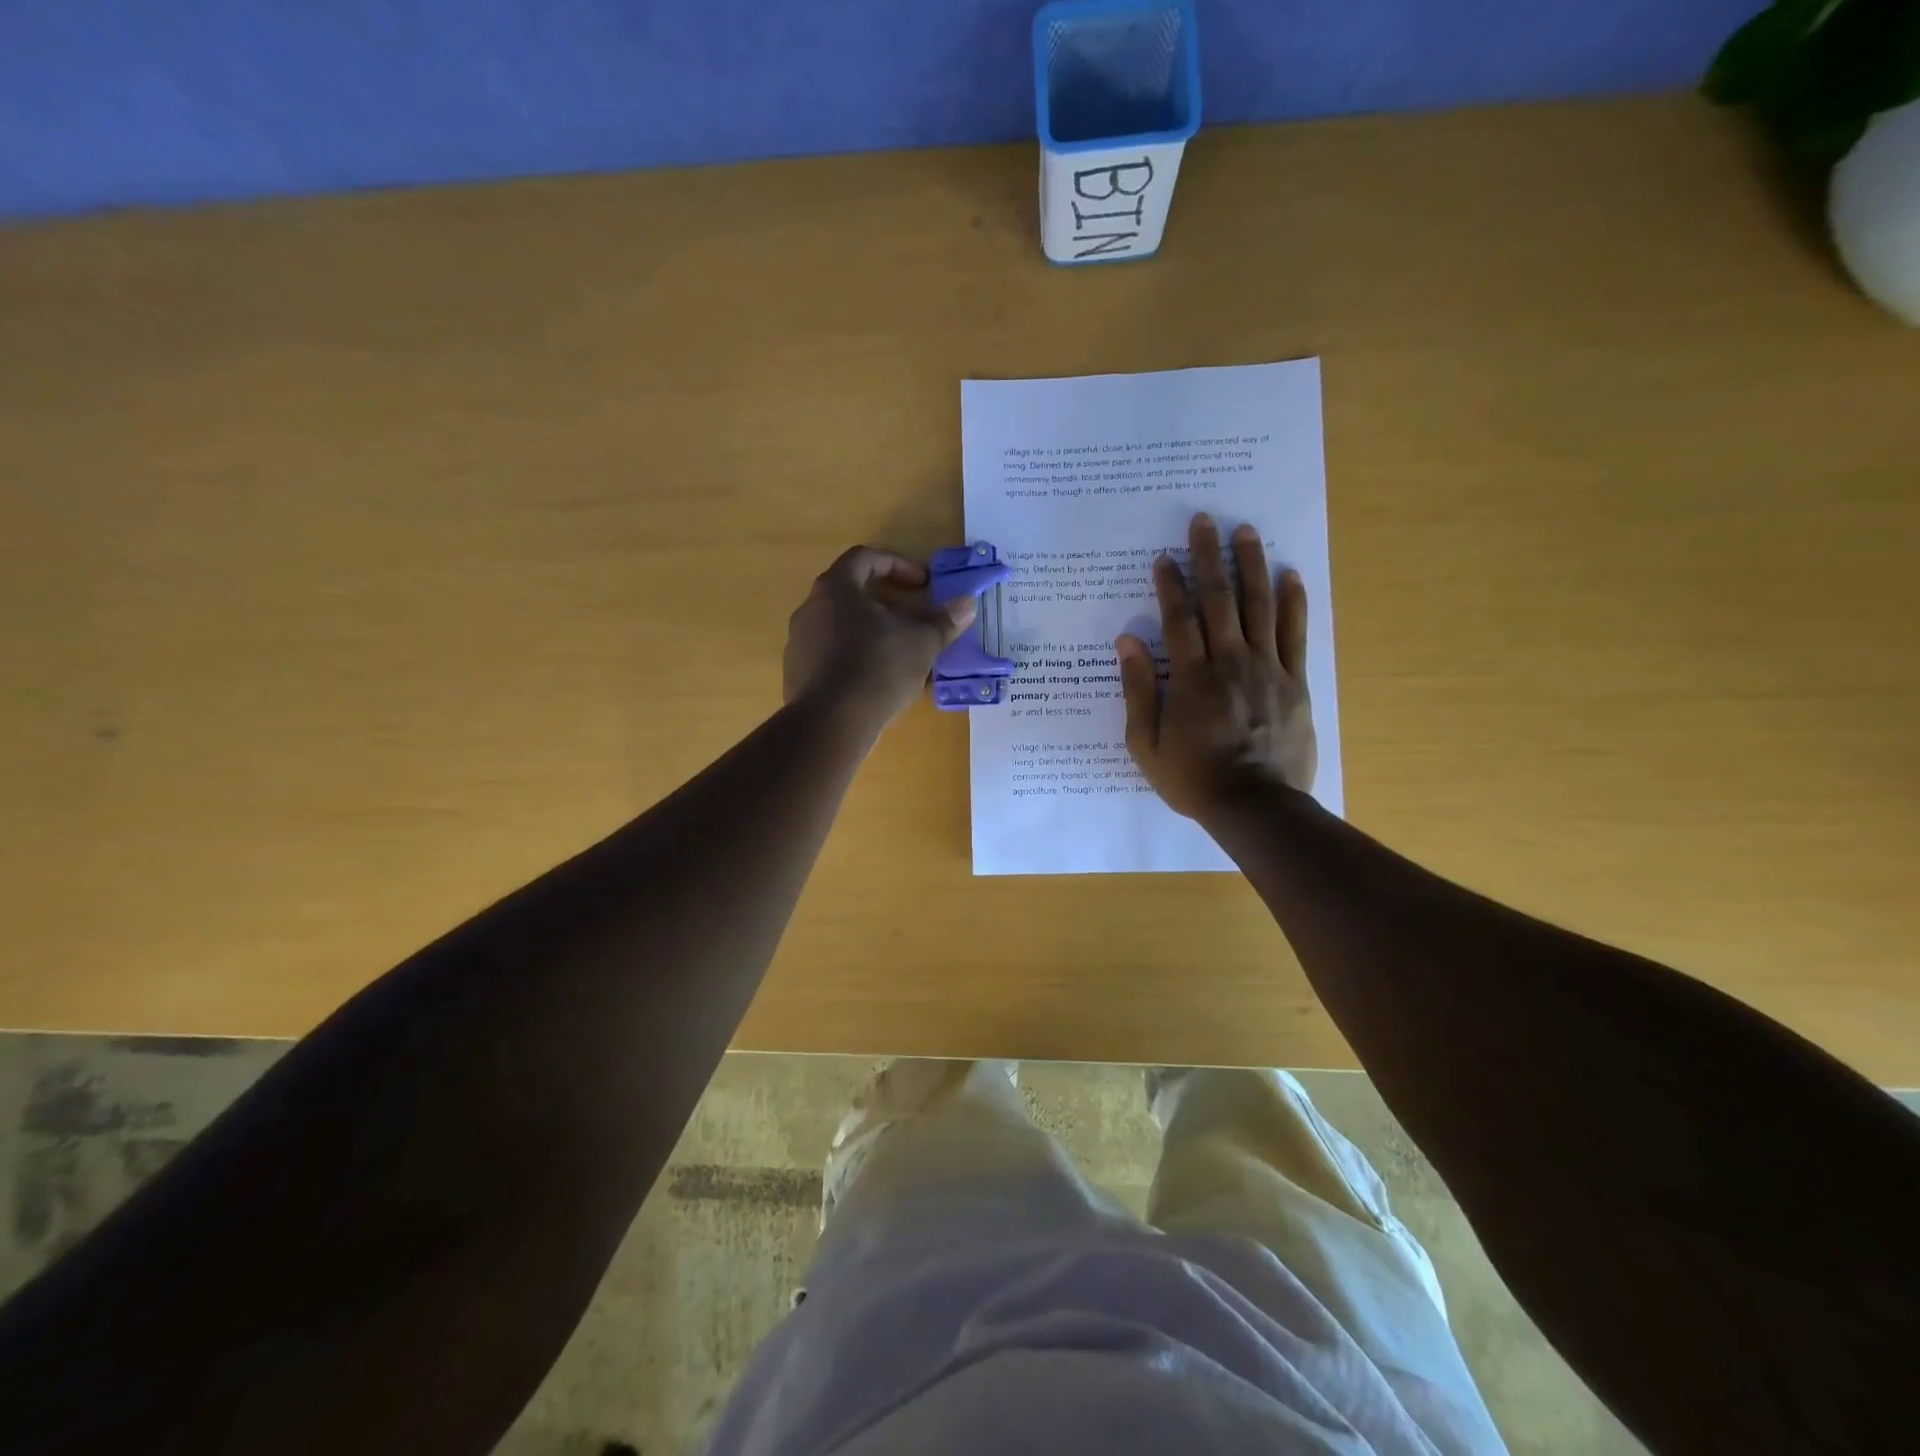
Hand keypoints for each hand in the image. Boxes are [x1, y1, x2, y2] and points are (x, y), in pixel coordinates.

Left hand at [784, 546, 976, 737]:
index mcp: (836, 589)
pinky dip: (855, 659)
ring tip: (900, 656)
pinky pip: (831, 656)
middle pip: (852, 594)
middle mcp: (811, 609)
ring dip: (872, 634)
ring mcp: (799, 643)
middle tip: (915, 622)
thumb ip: (944, 622)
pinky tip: (877, 683)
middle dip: (888, 605)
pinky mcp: (796, 674)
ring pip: (841, 627)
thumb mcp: (922, 643)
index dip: (898, 564)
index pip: (865, 558)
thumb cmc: (879, 668)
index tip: (923, 583)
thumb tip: (967, 603)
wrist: (831, 723)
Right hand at [1116, 514, 1316, 819]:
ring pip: (1260, 607)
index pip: (1179, 619)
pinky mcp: (1296, 682)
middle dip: (1210, 558)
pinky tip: (1290, 575)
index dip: (1170, 585)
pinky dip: (1294, 602)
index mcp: (1191, 678)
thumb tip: (1127, 643)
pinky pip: (1296, 634)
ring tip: (1246, 531)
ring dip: (1252, 566)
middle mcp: (1230, 662)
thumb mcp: (1146, 745)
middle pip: (1220, 600)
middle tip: (1204, 521)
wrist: (1257, 807)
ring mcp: (1268, 669)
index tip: (1164, 557)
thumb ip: (1138, 691)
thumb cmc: (1194, 779)